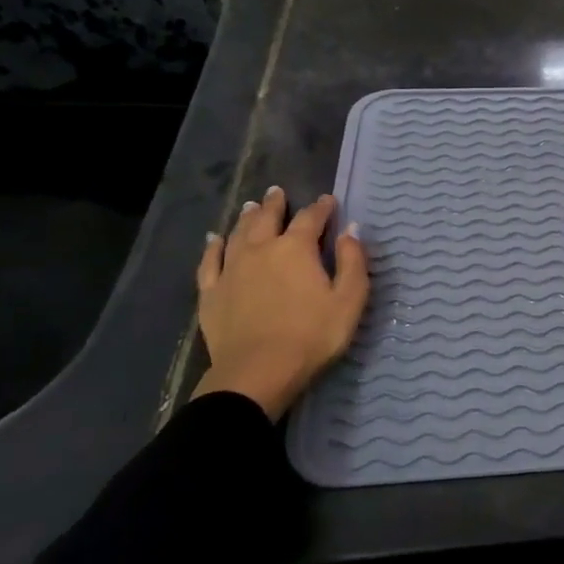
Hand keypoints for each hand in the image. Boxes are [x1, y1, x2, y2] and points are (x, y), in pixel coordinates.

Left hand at [192, 187, 368, 420]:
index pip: (311, 218)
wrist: (258, 373)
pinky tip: (214, 239)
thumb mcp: (349, 300)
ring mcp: (232, 270)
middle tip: (277, 191)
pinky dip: (212, 247)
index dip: (322, 207)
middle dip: (276, 204)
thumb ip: (353, 261)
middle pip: (268, 218)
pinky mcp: (211, 293)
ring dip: (246, 217)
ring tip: (250, 206)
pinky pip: (210, 262)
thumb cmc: (313, 335)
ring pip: (238, 234)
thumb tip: (351, 230)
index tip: (329, 200)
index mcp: (296, 249)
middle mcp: (261, 249)